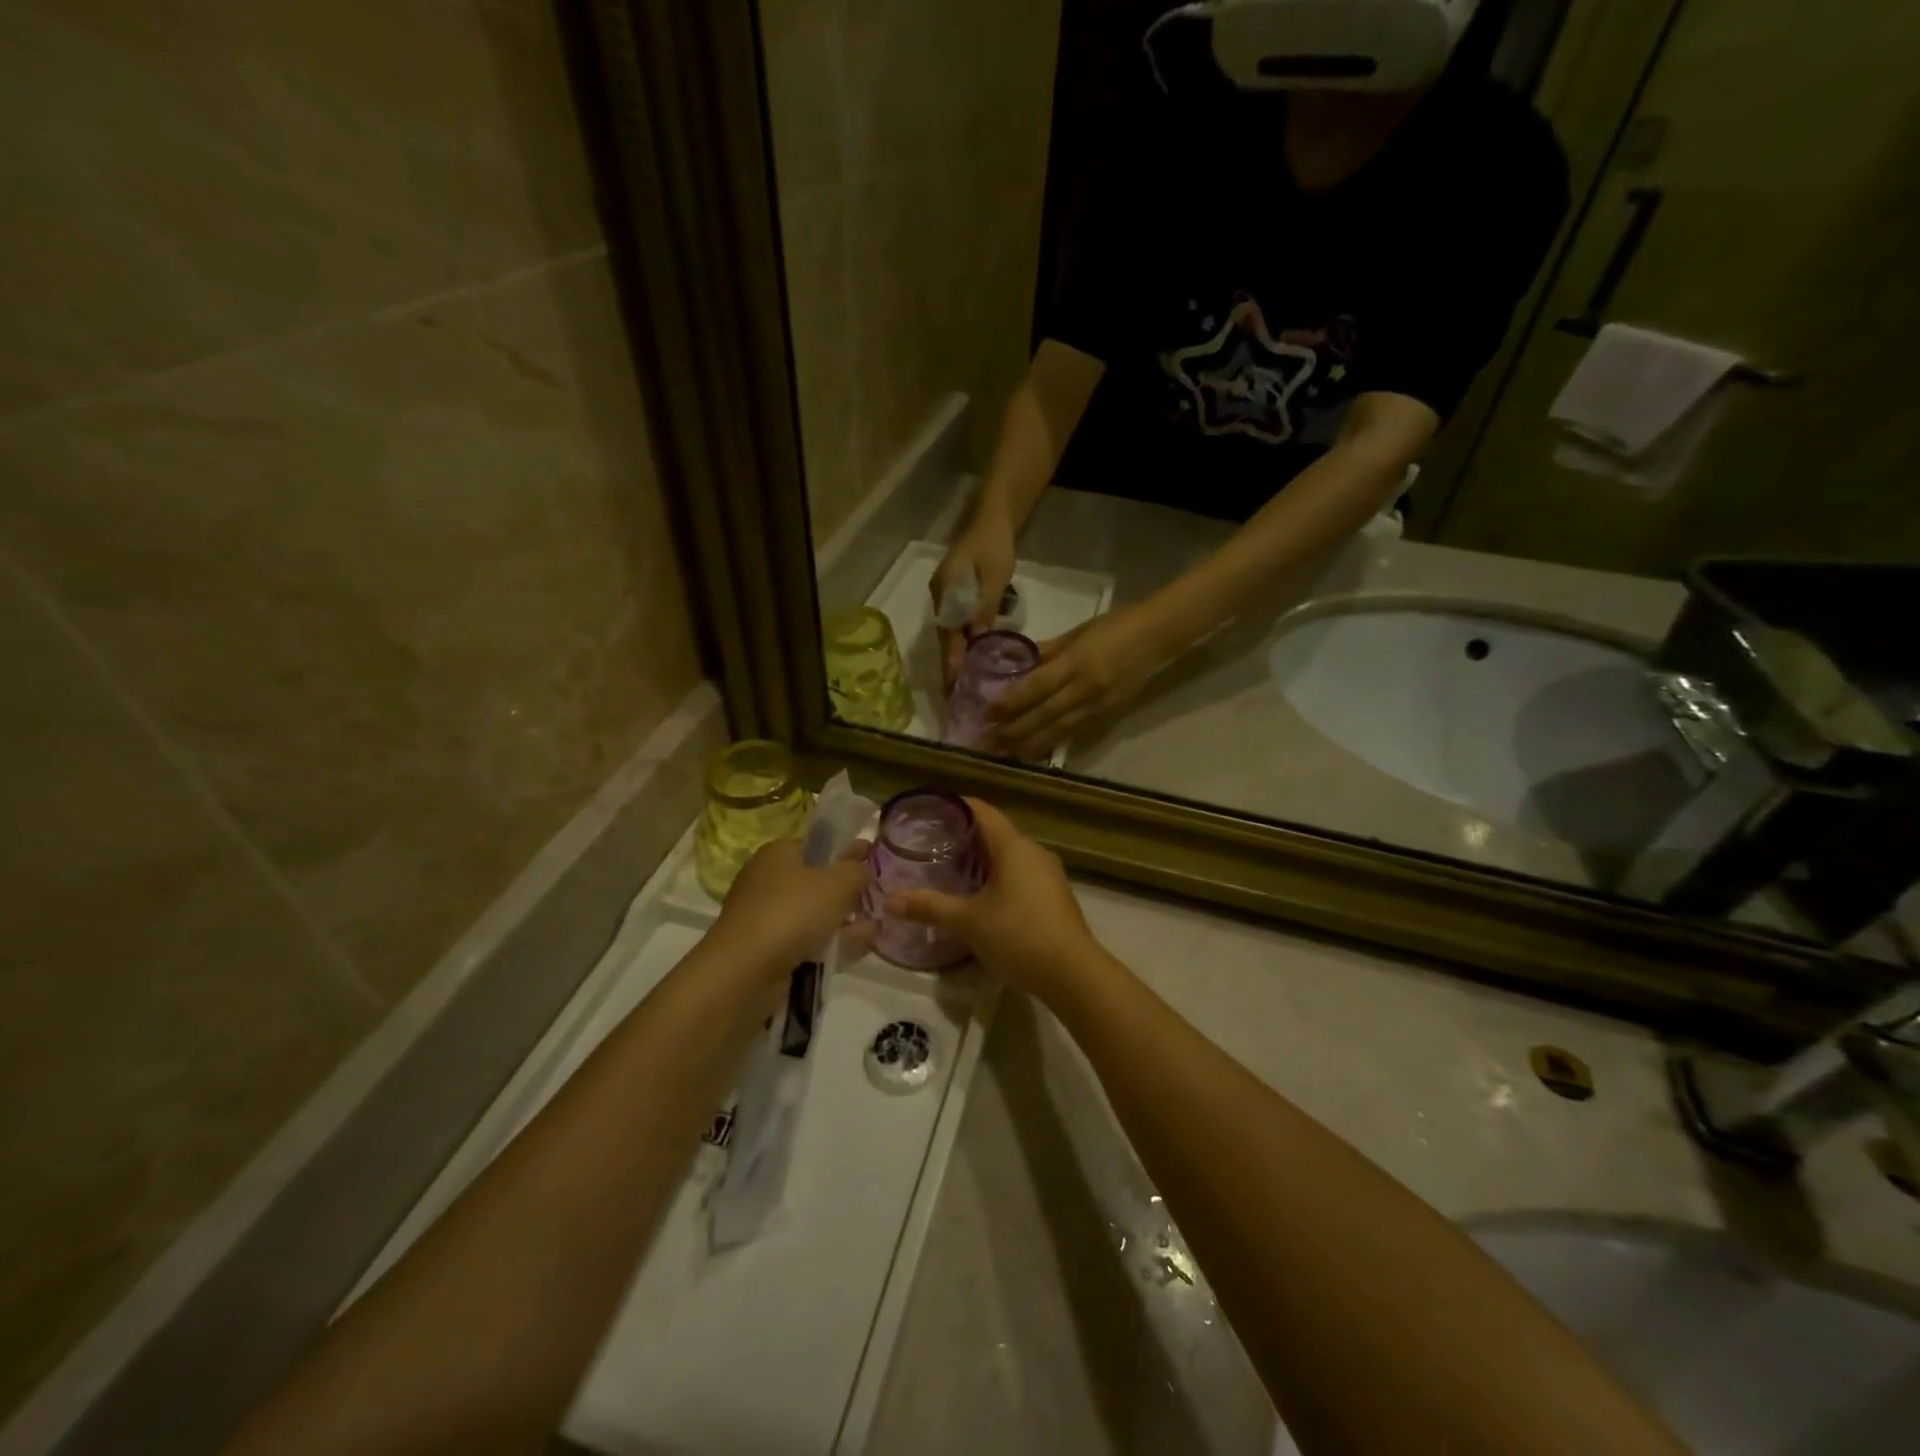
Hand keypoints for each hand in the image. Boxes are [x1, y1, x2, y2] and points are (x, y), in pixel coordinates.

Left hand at [711, 838, 870, 978]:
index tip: (874, 864)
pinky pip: (805, 940)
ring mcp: (765, 916)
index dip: (847, 853)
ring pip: (813, 913)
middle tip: (878, 902)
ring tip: (874, 930)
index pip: (818, 845)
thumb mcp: (837, 883)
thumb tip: (864, 867)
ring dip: (843, 921)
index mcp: (778, 853)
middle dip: (848, 892)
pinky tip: (856, 949)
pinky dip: (829, 943)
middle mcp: (767, 879)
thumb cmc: (792, 912)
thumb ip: (857, 870)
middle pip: (817, 881)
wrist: (744, 971)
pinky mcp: (766, 948)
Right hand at [885, 800, 1112, 1003]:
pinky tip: (980, 897)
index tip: (928, 812)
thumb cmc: (1018, 936)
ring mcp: (1048, 873)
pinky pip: (1020, 873)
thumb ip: (929, 907)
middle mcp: (1034, 851)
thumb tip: (890, 902)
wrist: (1073, 974)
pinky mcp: (1053, 895)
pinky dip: (997, 876)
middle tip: (929, 845)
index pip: (982, 810)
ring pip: (1008, 855)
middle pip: (994, 832)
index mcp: (1014, 845)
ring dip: (981, 859)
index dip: (954, 806)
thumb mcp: (968, 922)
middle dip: (963, 836)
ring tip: (949, 870)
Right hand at [929, 509, 1016, 688]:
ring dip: (959, 657)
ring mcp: (946, 595)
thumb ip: (985, 610)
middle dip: (953, 667)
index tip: (953, 691)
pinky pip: (957, 624)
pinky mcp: (956, 593)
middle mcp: (940, 598)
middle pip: (946, 639)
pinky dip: (964, 642)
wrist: (993, 515)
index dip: (951, 665)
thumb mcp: (994, 578)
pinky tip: (975, 657)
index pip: (947, 639)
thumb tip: (978, 644)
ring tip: (967, 684)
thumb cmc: (994, 544)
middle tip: (960, 697)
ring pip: (952, 633)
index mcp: (946, 594)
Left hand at [988, 606, 1165, 759]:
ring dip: (1031, 744)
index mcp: (1077, 662)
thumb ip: (1048, 651)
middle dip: (1015, 730)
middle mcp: (1086, 688)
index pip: (1037, 687)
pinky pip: (1075, 732)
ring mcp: (1098, 705)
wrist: (1157, 637)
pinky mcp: (1108, 715)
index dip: (1011, 702)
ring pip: (1059, 730)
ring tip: (1007, 753)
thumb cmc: (1115, 626)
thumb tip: (1019, 664)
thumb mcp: (1077, 632)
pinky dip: (1053, 742)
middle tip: (989, 740)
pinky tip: (1035, 750)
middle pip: (1045, 715)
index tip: (988, 713)